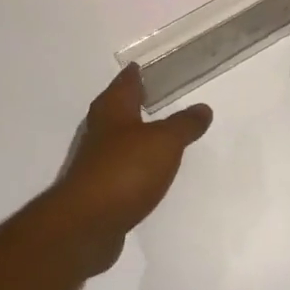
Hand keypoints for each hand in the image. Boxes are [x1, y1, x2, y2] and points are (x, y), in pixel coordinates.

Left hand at [50, 66, 213, 273]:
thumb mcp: (165, 142)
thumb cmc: (126, 170)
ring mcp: (95, 161)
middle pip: (116, 108)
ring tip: (155, 132)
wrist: (87, 223)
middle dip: (131, 101)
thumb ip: (184, 124)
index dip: (135, 74)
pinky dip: (132, 162)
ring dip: (132, 133)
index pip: (125, 83)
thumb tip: (202, 108)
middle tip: (153, 95)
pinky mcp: (97, 189)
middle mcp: (100, 130)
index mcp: (113, 110)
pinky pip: (119, 166)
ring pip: (116, 137)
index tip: (143, 66)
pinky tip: (145, 170)